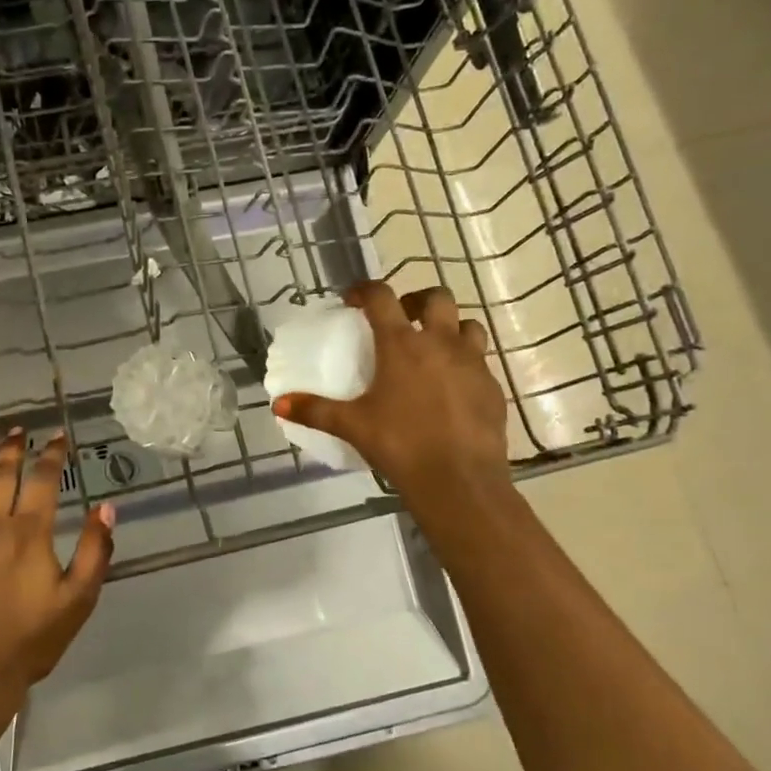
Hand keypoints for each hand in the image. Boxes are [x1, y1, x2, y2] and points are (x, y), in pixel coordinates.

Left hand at [0, 429, 114, 699]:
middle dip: (11, 449)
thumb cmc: (30, 639)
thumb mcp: (79, 599)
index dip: (51, 455)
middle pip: (1, 476)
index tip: (57, 436)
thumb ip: (95, 551)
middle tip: (15, 430)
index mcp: (29, 533)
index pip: (43, 481)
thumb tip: (105, 507)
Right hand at [271, 282, 510, 502]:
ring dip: (449, 327)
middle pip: (436, 298)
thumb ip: (314, 410)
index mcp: (402, 345)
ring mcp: (473, 362)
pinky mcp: (493, 386)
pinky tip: (451, 387)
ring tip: (432, 348)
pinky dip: (465, 362)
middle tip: (401, 319)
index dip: (365, 290)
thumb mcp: (352, 426)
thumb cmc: (400, 444)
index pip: (382, 297)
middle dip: (416, 300)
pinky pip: (481, 361)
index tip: (352, 300)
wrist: (459, 480)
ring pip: (468, 324)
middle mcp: (441, 343)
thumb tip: (278, 404)